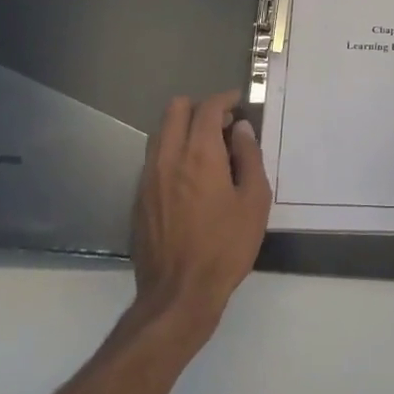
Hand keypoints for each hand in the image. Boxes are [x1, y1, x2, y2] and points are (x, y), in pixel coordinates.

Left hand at [131, 93, 271, 337]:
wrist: (179, 294)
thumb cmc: (226, 247)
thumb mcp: (254, 201)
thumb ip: (250, 157)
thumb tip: (242, 130)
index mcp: (199, 154)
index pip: (207, 107)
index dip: (224, 99)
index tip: (238, 103)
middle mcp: (169, 157)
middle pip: (175, 109)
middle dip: (200, 107)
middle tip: (222, 125)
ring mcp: (148, 177)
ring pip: (161, 132)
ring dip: (183, 129)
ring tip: (206, 149)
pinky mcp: (139, 198)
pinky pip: (154, 159)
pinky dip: (172, 153)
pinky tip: (189, 178)